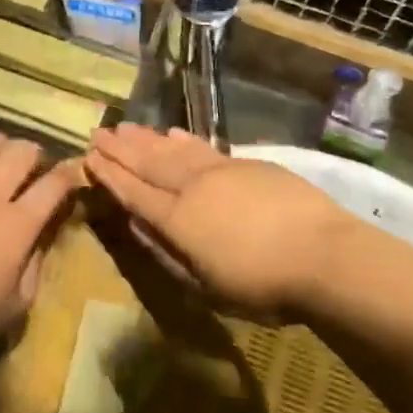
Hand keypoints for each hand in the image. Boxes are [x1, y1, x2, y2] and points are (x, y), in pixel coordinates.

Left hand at [0, 134, 81, 358]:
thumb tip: (45, 232)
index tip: (72, 174)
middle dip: (35, 154)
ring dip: (0, 145)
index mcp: (19, 224)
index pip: (55, 183)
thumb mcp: (19, 304)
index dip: (69, 174)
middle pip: (23, 151)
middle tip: (32, 168)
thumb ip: (37, 263)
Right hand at [84, 125, 354, 321]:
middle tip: (99, 131)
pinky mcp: (247, 164)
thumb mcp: (205, 286)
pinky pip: (204, 147)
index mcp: (177, 220)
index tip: (89, 156)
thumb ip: (166, 254)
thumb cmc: (262, 285)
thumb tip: (137, 227)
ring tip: (128, 126)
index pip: (134, 192)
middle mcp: (192, 188)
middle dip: (121, 148)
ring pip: (175, 149)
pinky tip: (174, 132)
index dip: (110, 175)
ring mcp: (221, 171)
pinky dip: (184, 139)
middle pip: (149, 163)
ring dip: (148, 138)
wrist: (323, 254)